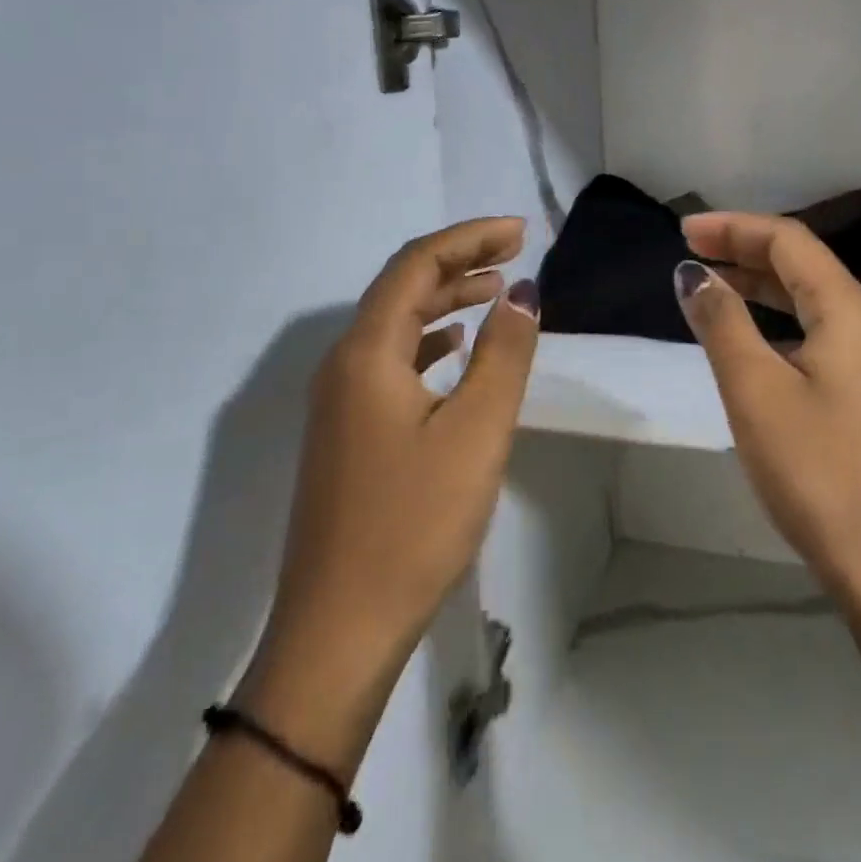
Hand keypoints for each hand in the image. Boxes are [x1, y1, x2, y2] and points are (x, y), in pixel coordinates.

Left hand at [236, 217, 540, 772]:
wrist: (338, 629)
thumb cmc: (413, 525)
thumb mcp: (475, 433)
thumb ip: (503, 355)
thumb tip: (522, 293)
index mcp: (366, 353)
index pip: (416, 265)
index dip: (469, 239)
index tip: (521, 232)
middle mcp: (343, 365)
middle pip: (401, 288)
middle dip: (459, 262)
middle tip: (515, 251)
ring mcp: (339, 401)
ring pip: (395, 326)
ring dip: (445, 301)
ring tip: (495, 291)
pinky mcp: (347, 433)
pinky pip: (391, 363)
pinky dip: (429, 342)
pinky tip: (456, 350)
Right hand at [674, 212, 860, 605]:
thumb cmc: (815, 467)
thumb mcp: (754, 388)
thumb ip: (722, 322)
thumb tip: (692, 274)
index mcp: (847, 310)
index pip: (788, 242)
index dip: (734, 228)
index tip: (683, 231)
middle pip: (800, 263)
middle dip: (744, 248)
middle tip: (690, 249)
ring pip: (805, 298)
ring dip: (757, 282)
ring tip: (709, 282)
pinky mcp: (856, 392)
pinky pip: (809, 331)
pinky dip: (771, 318)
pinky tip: (744, 336)